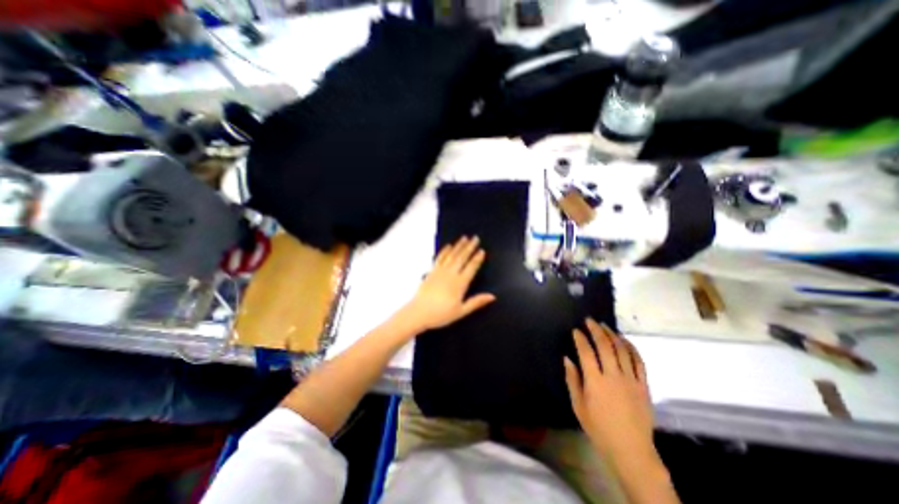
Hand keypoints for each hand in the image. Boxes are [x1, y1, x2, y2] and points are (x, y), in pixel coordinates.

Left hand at [401, 237, 497, 334]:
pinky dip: (444, 251)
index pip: (471, 268)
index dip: (477, 259)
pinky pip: (439, 258)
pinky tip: (448, 246)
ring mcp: (440, 271)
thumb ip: (476, 302)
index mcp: (460, 283)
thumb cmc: (441, 314)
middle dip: (469, 247)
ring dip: (459, 246)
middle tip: (475, 238)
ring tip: (464, 238)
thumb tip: (492, 296)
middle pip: (462, 258)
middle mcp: (451, 274)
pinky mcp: (431, 271)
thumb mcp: (461, 311)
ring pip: (451, 255)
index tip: (482, 251)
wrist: (419, 313)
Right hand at [564, 322, 658, 470]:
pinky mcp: (643, 385)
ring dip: (612, 335)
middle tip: (589, 320)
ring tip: (604, 326)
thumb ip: (572, 380)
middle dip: (596, 330)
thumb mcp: (578, 405)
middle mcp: (613, 376)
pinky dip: (631, 348)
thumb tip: (567, 359)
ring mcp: (631, 379)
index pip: (586, 352)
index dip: (580, 338)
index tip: (576, 330)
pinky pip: (639, 362)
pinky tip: (624, 340)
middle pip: (605, 346)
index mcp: (595, 381)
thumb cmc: (599, 428)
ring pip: (622, 350)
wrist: (631, 450)